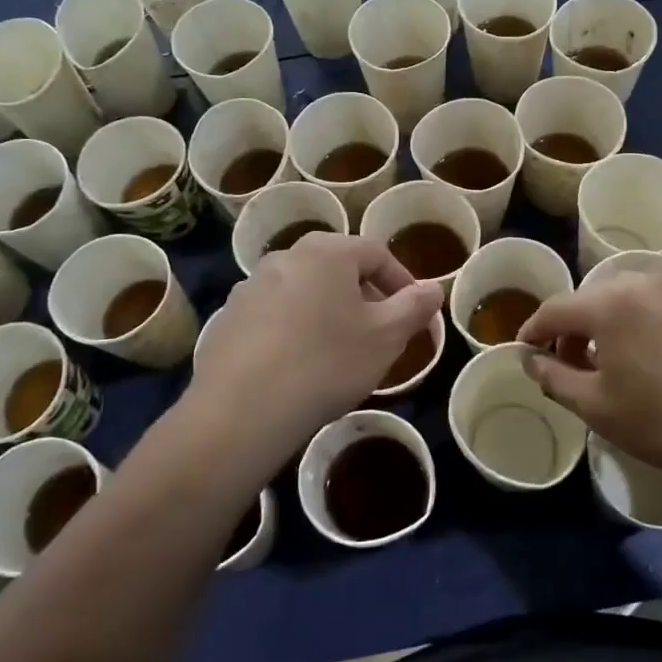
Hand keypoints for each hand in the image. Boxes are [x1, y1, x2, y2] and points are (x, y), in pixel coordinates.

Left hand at [189, 232, 442, 453]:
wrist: (242, 410)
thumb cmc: (327, 363)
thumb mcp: (386, 337)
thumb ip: (414, 307)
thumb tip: (434, 287)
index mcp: (326, 251)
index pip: (377, 253)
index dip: (402, 281)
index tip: (414, 313)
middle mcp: (284, 257)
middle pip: (336, 268)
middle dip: (363, 296)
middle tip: (379, 332)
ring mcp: (249, 287)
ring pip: (303, 292)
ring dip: (326, 312)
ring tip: (338, 352)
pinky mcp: (227, 320)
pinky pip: (273, 316)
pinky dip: (292, 331)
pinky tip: (297, 366)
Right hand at [517, 273, 661, 481]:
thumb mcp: (596, 406)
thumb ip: (554, 377)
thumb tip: (530, 359)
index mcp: (610, 303)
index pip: (555, 308)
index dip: (533, 330)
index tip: (525, 351)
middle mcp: (642, 283)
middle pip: (590, 299)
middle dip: (571, 329)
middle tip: (568, 364)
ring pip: (624, 299)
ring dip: (605, 324)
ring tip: (609, 362)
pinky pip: (655, 305)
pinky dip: (638, 323)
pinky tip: (648, 357)